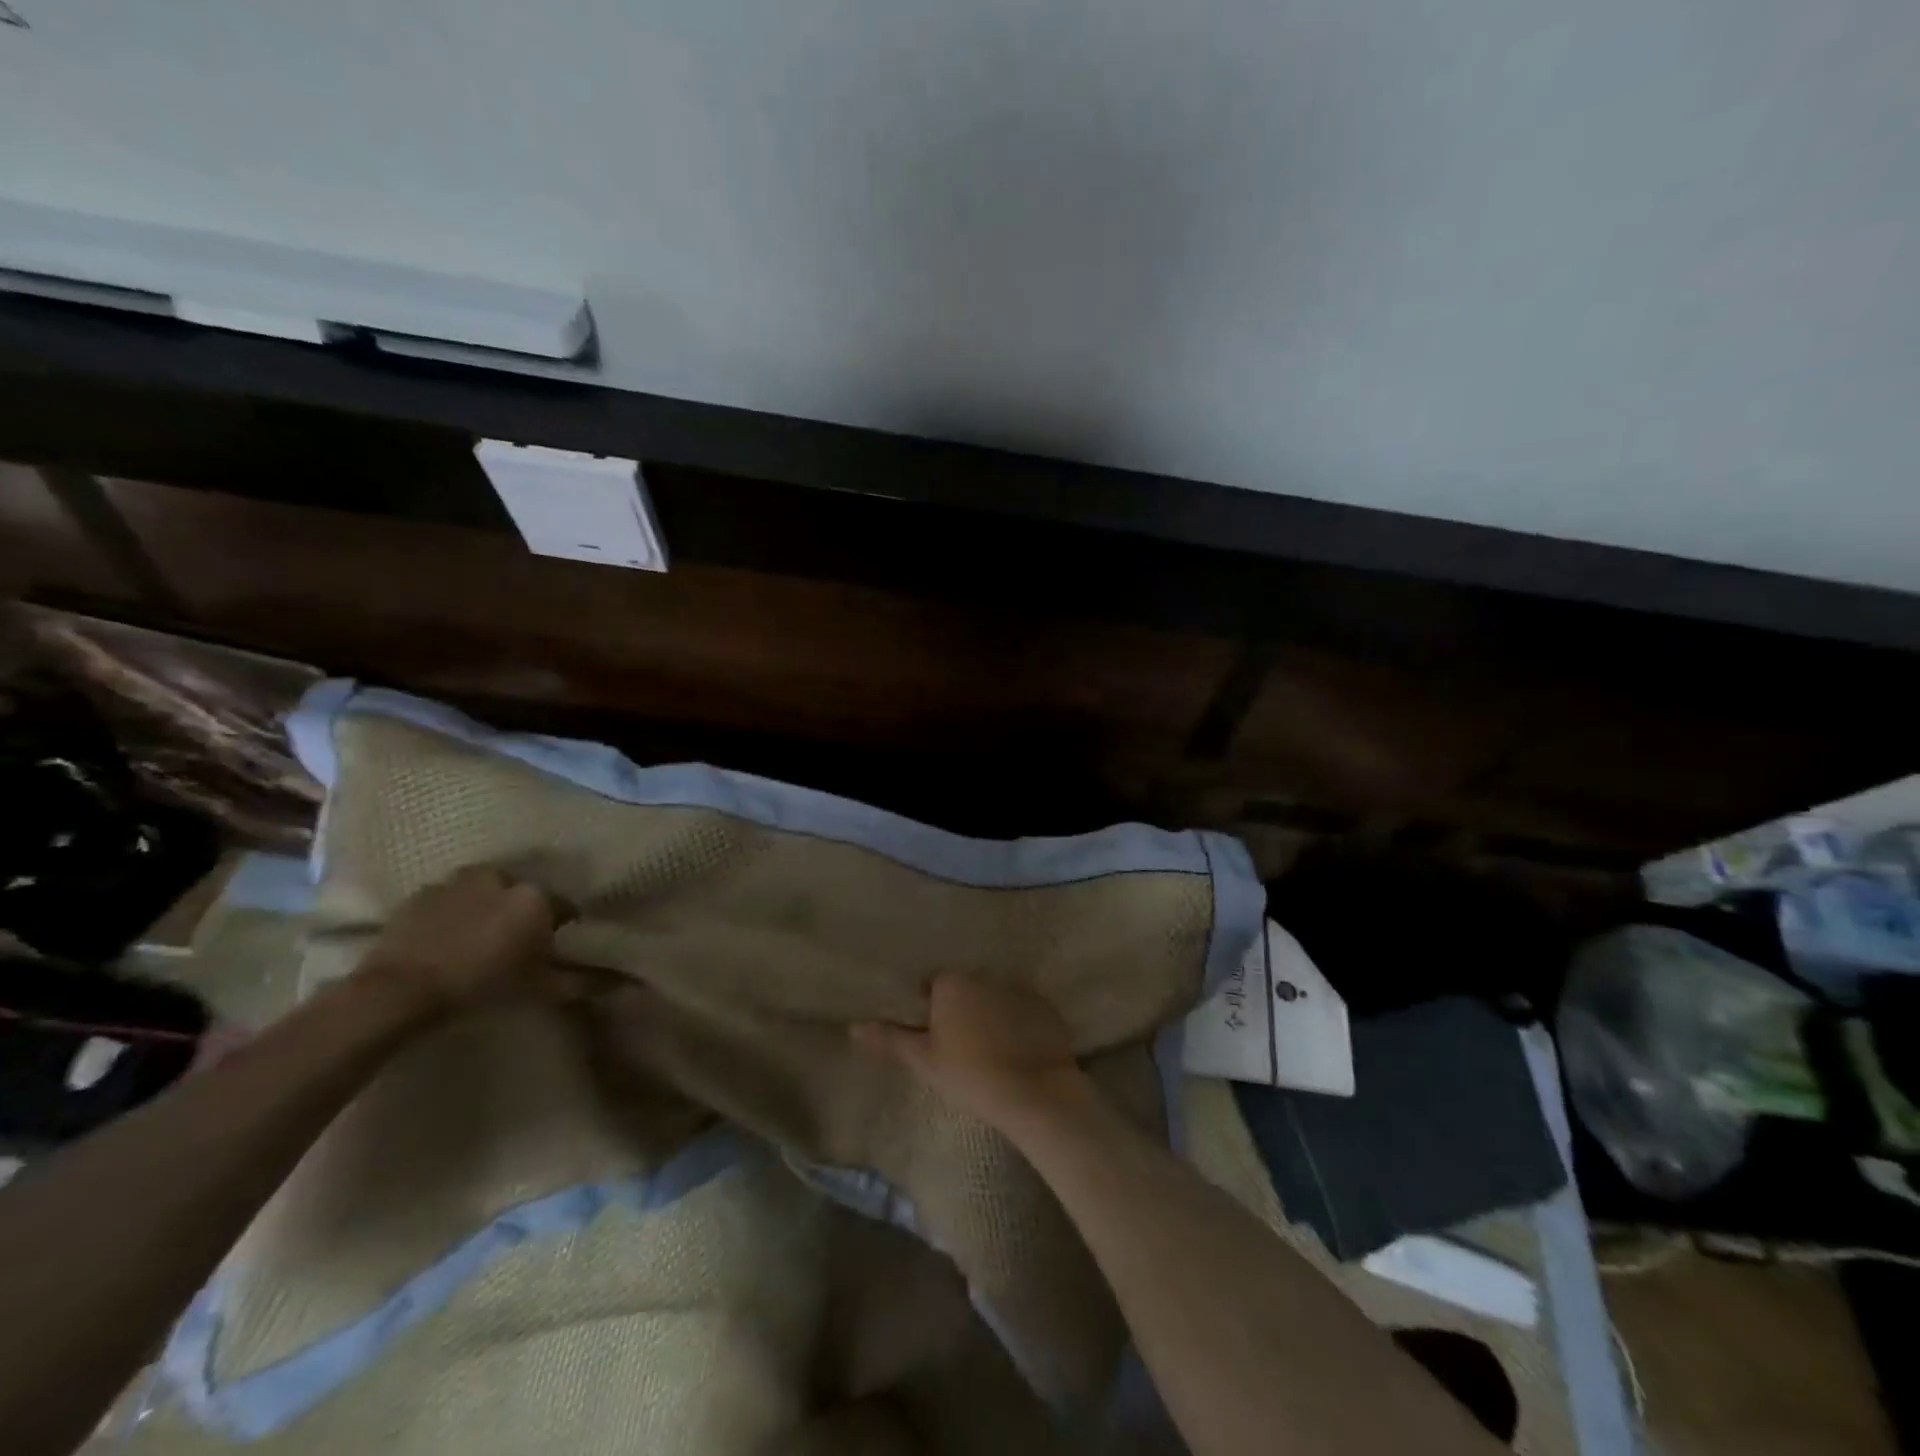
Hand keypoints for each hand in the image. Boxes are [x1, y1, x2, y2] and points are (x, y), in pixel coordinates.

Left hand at [359, 866, 568, 1012]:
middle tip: (514, 945)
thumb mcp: (540, 990)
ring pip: (487, 892)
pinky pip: (451, 899)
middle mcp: (503, 878)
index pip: (564, 907)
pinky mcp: (422, 892)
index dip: (561, 930)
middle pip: (525, 895)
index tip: (551, 950)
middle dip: (523, 915)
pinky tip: (446, 940)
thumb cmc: (480, 988)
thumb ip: (584, 981)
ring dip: (488, 909)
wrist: (397, 993)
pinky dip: (454, 913)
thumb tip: (626, 981)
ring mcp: (459, 881)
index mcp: (537, 897)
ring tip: (477, 941)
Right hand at [853, 973, 1093, 1132]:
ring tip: (991, 1051)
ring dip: (990, 1015)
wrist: (1034, 1094)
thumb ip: (890, 1039)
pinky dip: (1019, 1024)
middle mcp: (985, 975)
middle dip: (962, 1009)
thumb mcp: (924, 1061)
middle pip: (966, 989)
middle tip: (961, 1046)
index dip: (932, 1011)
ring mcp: (1019, 988)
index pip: (934, 987)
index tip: (935, 1038)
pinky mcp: (1045, 1006)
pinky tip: (1019, 1051)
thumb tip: (854, 1027)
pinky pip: (1024, 1010)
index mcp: (952, 983)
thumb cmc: (969, 1075)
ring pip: (994, 998)